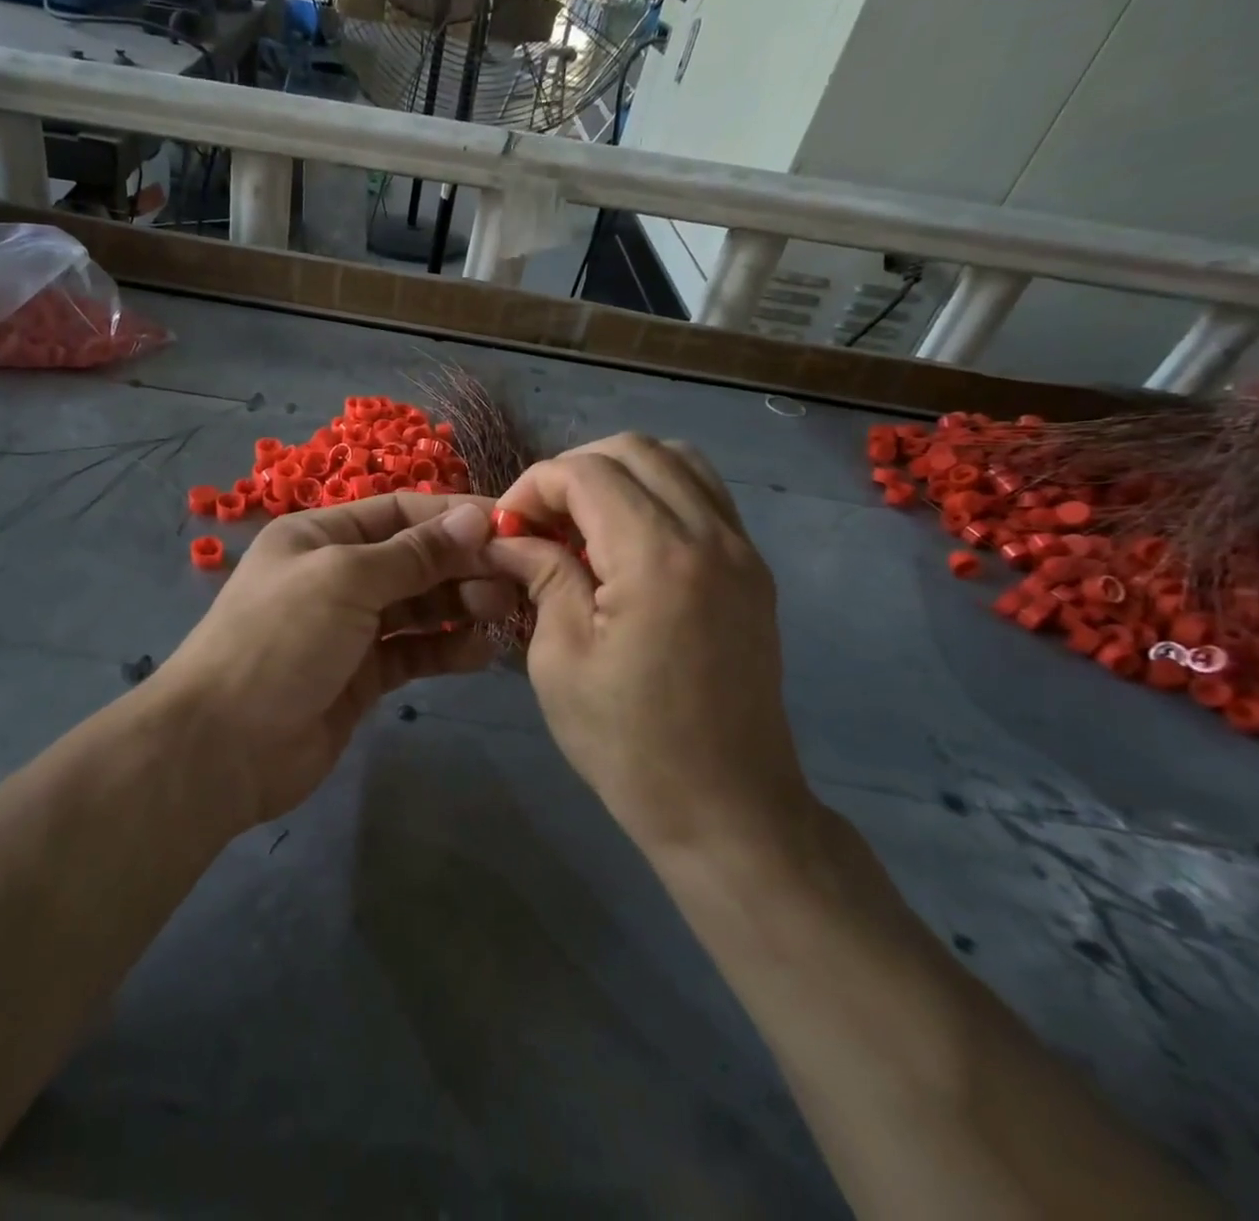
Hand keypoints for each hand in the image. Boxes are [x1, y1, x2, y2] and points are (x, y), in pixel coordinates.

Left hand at [158, 495, 515, 827]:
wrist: (222, 746)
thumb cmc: (279, 639)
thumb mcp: (345, 579)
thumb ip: (413, 554)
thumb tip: (473, 517)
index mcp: (321, 535)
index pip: (399, 512)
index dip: (453, 516)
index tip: (510, 526)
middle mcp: (337, 574)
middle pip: (413, 559)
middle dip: (461, 564)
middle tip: (511, 580)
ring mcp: (349, 628)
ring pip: (418, 607)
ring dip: (459, 605)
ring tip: (500, 612)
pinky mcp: (362, 675)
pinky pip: (412, 652)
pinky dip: (445, 649)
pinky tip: (479, 652)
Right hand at [483, 434, 814, 860]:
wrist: (728, 809)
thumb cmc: (628, 743)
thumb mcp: (559, 659)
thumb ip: (541, 576)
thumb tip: (510, 538)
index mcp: (657, 558)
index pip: (586, 472)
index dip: (534, 486)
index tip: (506, 530)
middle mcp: (710, 535)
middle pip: (634, 450)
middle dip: (572, 471)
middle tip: (537, 522)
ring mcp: (741, 549)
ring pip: (676, 460)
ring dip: (617, 474)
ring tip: (580, 523)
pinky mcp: (751, 570)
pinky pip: (702, 495)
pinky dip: (655, 493)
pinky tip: (623, 542)